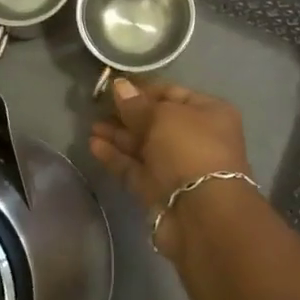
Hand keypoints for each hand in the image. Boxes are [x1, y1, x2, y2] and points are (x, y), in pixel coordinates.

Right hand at [88, 79, 251, 255]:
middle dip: (127, 114)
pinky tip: (93, 146)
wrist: (201, 213)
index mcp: (208, 113)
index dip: (143, 89)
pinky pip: (134, 168)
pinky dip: (116, 157)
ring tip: (90, 126)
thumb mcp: (162, 116)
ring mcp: (177, 166)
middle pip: (156, 121)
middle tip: (97, 106)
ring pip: (143, 146)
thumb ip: (136, 104)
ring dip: (118, 135)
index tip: (114, 87)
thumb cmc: (189, 149)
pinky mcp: (158, 190)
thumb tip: (119, 86)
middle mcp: (195, 138)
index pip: (172, 94)